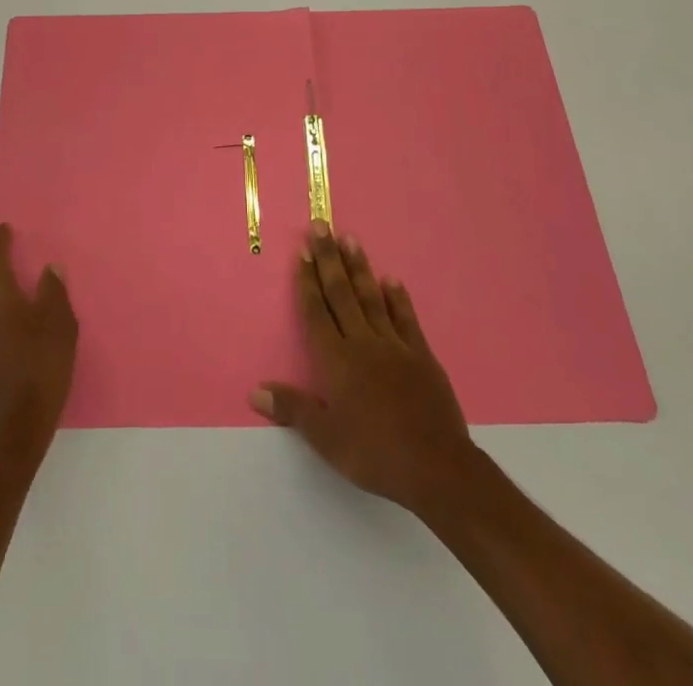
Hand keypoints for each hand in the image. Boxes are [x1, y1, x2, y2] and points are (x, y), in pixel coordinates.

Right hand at [252, 222, 473, 515]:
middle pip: (341, 293)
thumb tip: (255, 391)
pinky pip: (406, 319)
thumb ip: (292, 409)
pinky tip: (391, 280)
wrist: (437, 468)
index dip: (307, 280)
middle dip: (328, 258)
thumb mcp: (326, 438)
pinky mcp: (422, 355)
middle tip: (321, 225)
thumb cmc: (374, 453)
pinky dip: (397, 298)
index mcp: (336, 359)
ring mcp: (394, 345)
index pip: (316, 311)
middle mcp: (362, 342)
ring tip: (350, 238)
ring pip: (371, 297)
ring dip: (358, 267)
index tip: (301, 251)